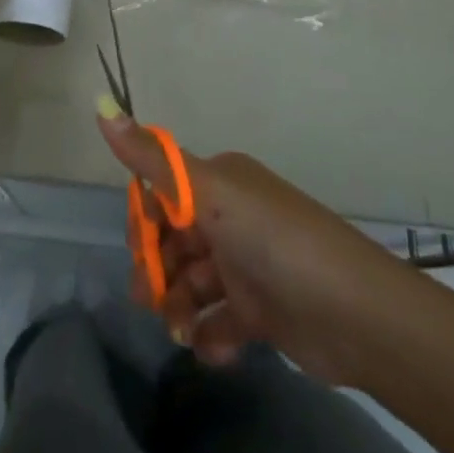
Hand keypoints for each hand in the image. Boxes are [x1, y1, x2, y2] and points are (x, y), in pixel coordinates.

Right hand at [98, 109, 408, 386]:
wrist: (352, 312)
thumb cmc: (272, 240)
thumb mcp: (208, 194)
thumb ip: (153, 160)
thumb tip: (101, 105)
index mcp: (220, 182)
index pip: (164, 193)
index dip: (144, 222)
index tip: (136, 249)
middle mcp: (232, 216)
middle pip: (175, 240)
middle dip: (157, 269)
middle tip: (150, 299)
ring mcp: (247, 264)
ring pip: (193, 282)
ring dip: (179, 306)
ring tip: (181, 329)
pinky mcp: (262, 311)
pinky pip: (220, 320)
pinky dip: (210, 334)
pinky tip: (212, 346)